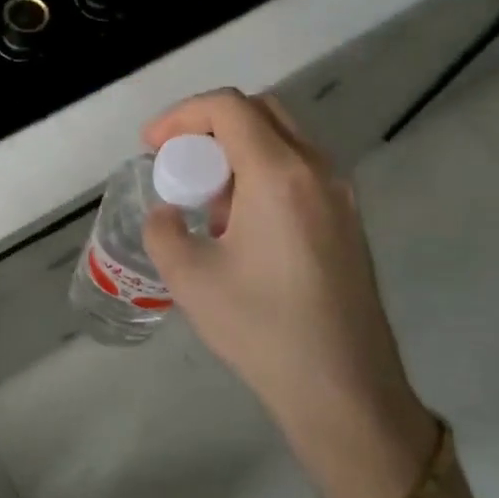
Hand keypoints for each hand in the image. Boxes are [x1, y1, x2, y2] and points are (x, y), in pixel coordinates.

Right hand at [142, 89, 434, 497]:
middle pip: (260, 112)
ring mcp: (340, 195)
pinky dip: (261, 174)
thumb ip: (164, 230)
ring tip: (207, 203)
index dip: (181, 116)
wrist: (343, 389)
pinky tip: (241, 227)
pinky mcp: (347, 221)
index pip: (228, 108)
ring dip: (236, 152)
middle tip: (178, 163)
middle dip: (209, 126)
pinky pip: (299, 171)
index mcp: (279, 174)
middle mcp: (317, 170)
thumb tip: (169, 214)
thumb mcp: (189, 278)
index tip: (151, 147)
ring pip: (283, 140)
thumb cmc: (262, 329)